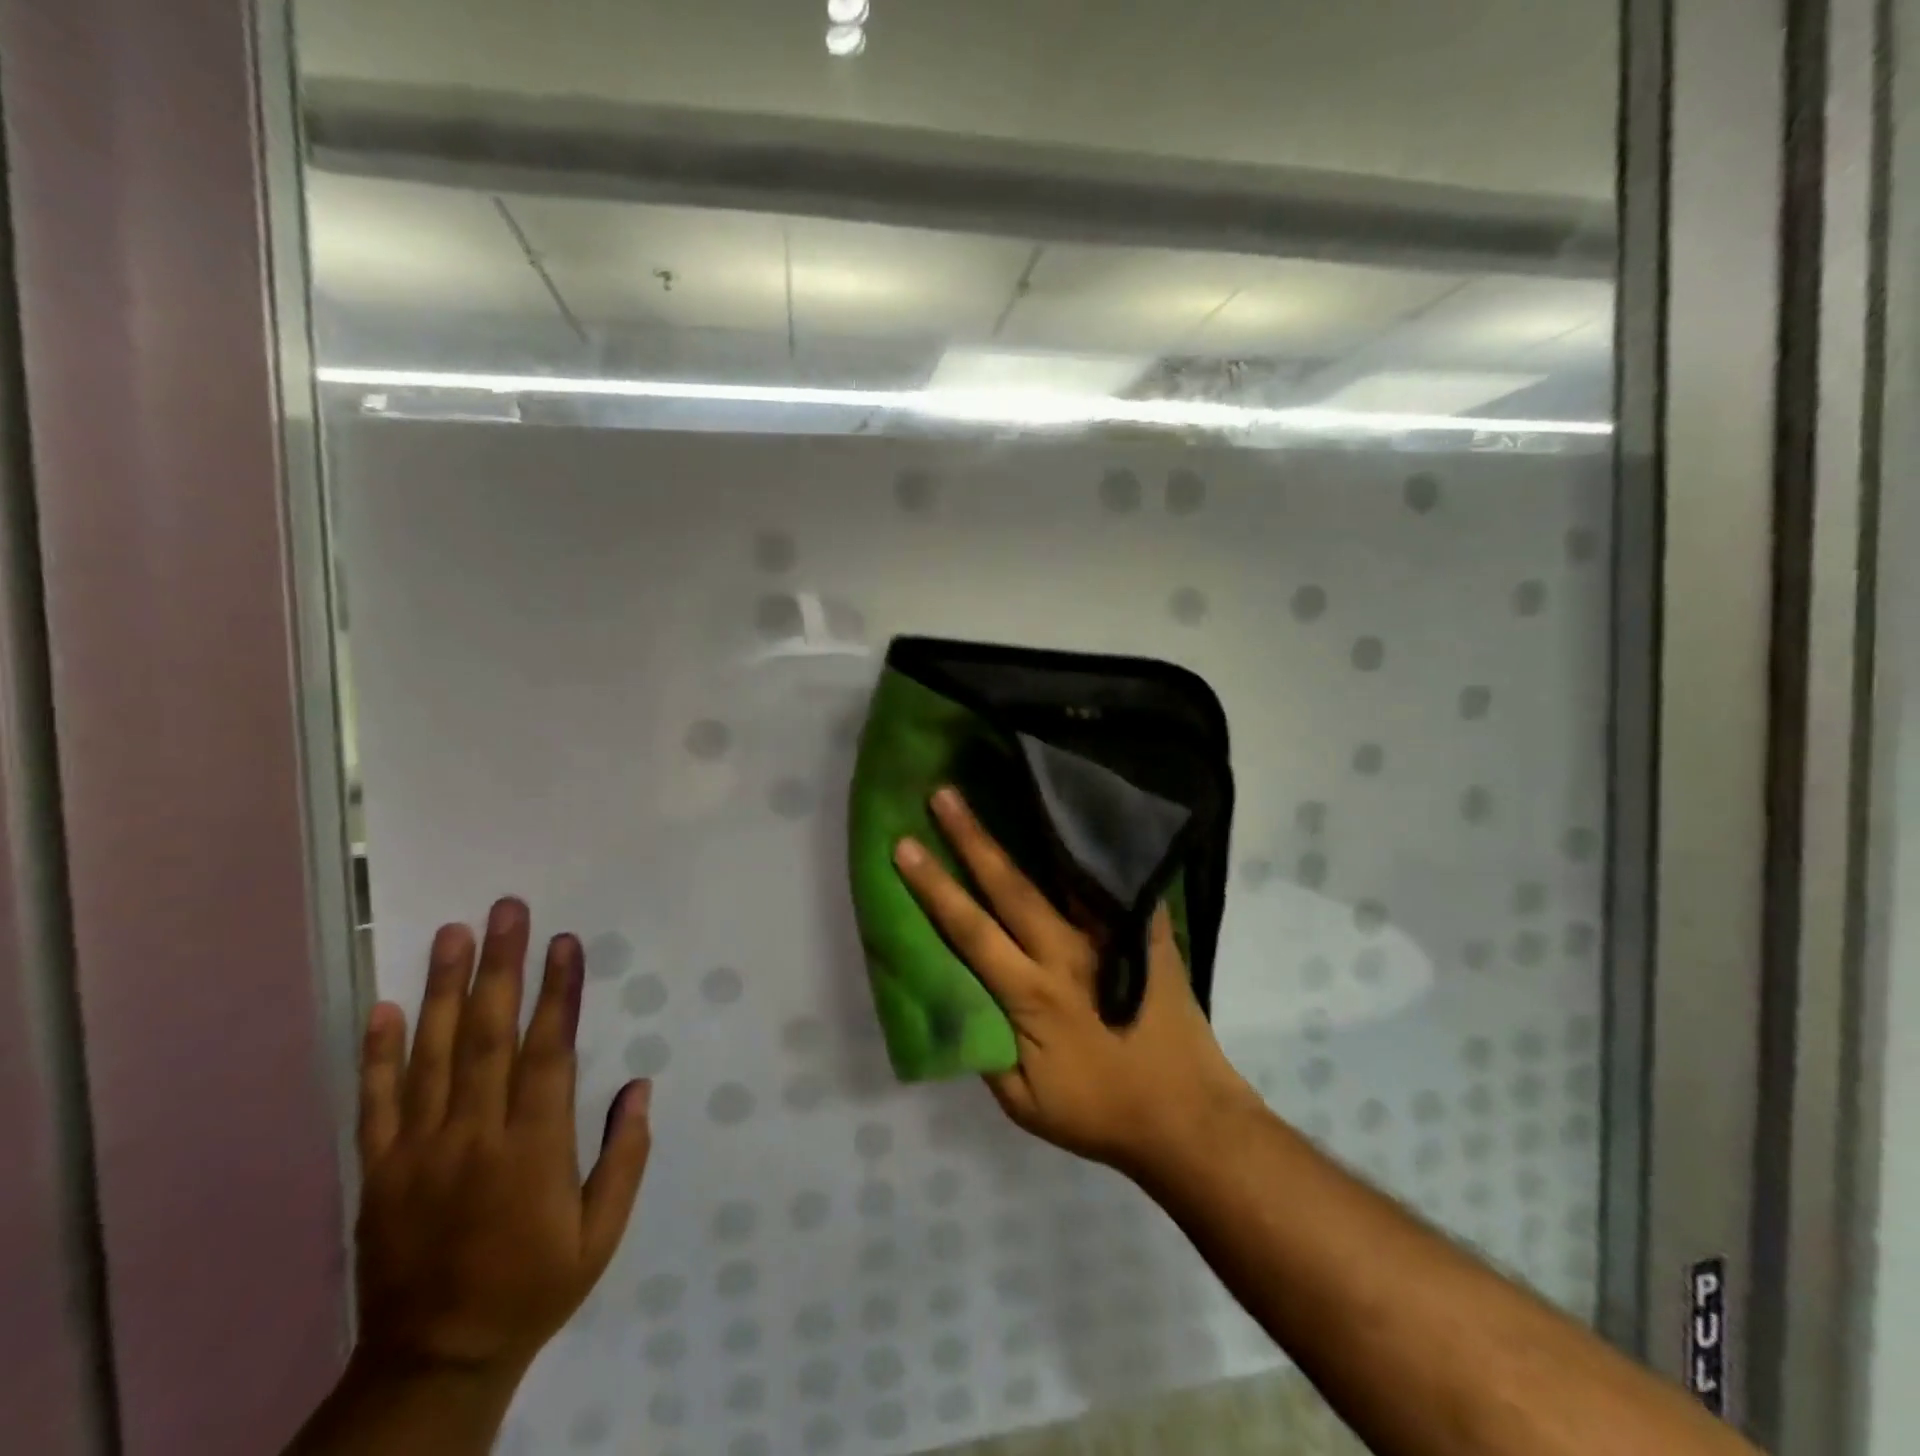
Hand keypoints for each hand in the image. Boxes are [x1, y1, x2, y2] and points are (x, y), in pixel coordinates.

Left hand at [352, 897, 651, 1379]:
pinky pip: (376, 1103)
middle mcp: (473, 1137)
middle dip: (500, 967)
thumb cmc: (534, 1287)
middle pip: (488, 1037)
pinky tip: (385, 1006)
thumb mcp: (601, 1234)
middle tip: (507, 910)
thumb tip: (639, 1086)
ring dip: (444, 989)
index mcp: (533, 1149)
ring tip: (453, 933)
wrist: (434, 1361)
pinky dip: (377, 1054)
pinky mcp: (380, 1172)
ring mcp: (419, 1152)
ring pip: (432, 1055)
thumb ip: (625, 1157)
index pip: (548, 1052)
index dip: (558, 993)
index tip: (564, 942)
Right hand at [894, 787, 1257, 1175]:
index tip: (905, 846)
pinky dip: (1100, 853)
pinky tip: (1084, 819)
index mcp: (1031, 993)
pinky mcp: (1146, 937)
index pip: (971, 929)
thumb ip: (986, 1049)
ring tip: (1012, 791)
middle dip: (972, 838)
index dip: (934, 887)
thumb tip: (961, 999)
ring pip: (1064, 876)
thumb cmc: (1100, 1113)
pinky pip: (1118, 887)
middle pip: (1011, 887)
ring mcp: (1111, 940)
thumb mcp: (1024, 1104)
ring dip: (1032, 834)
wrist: (1189, 1118)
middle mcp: (1067, 953)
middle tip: (944, 794)